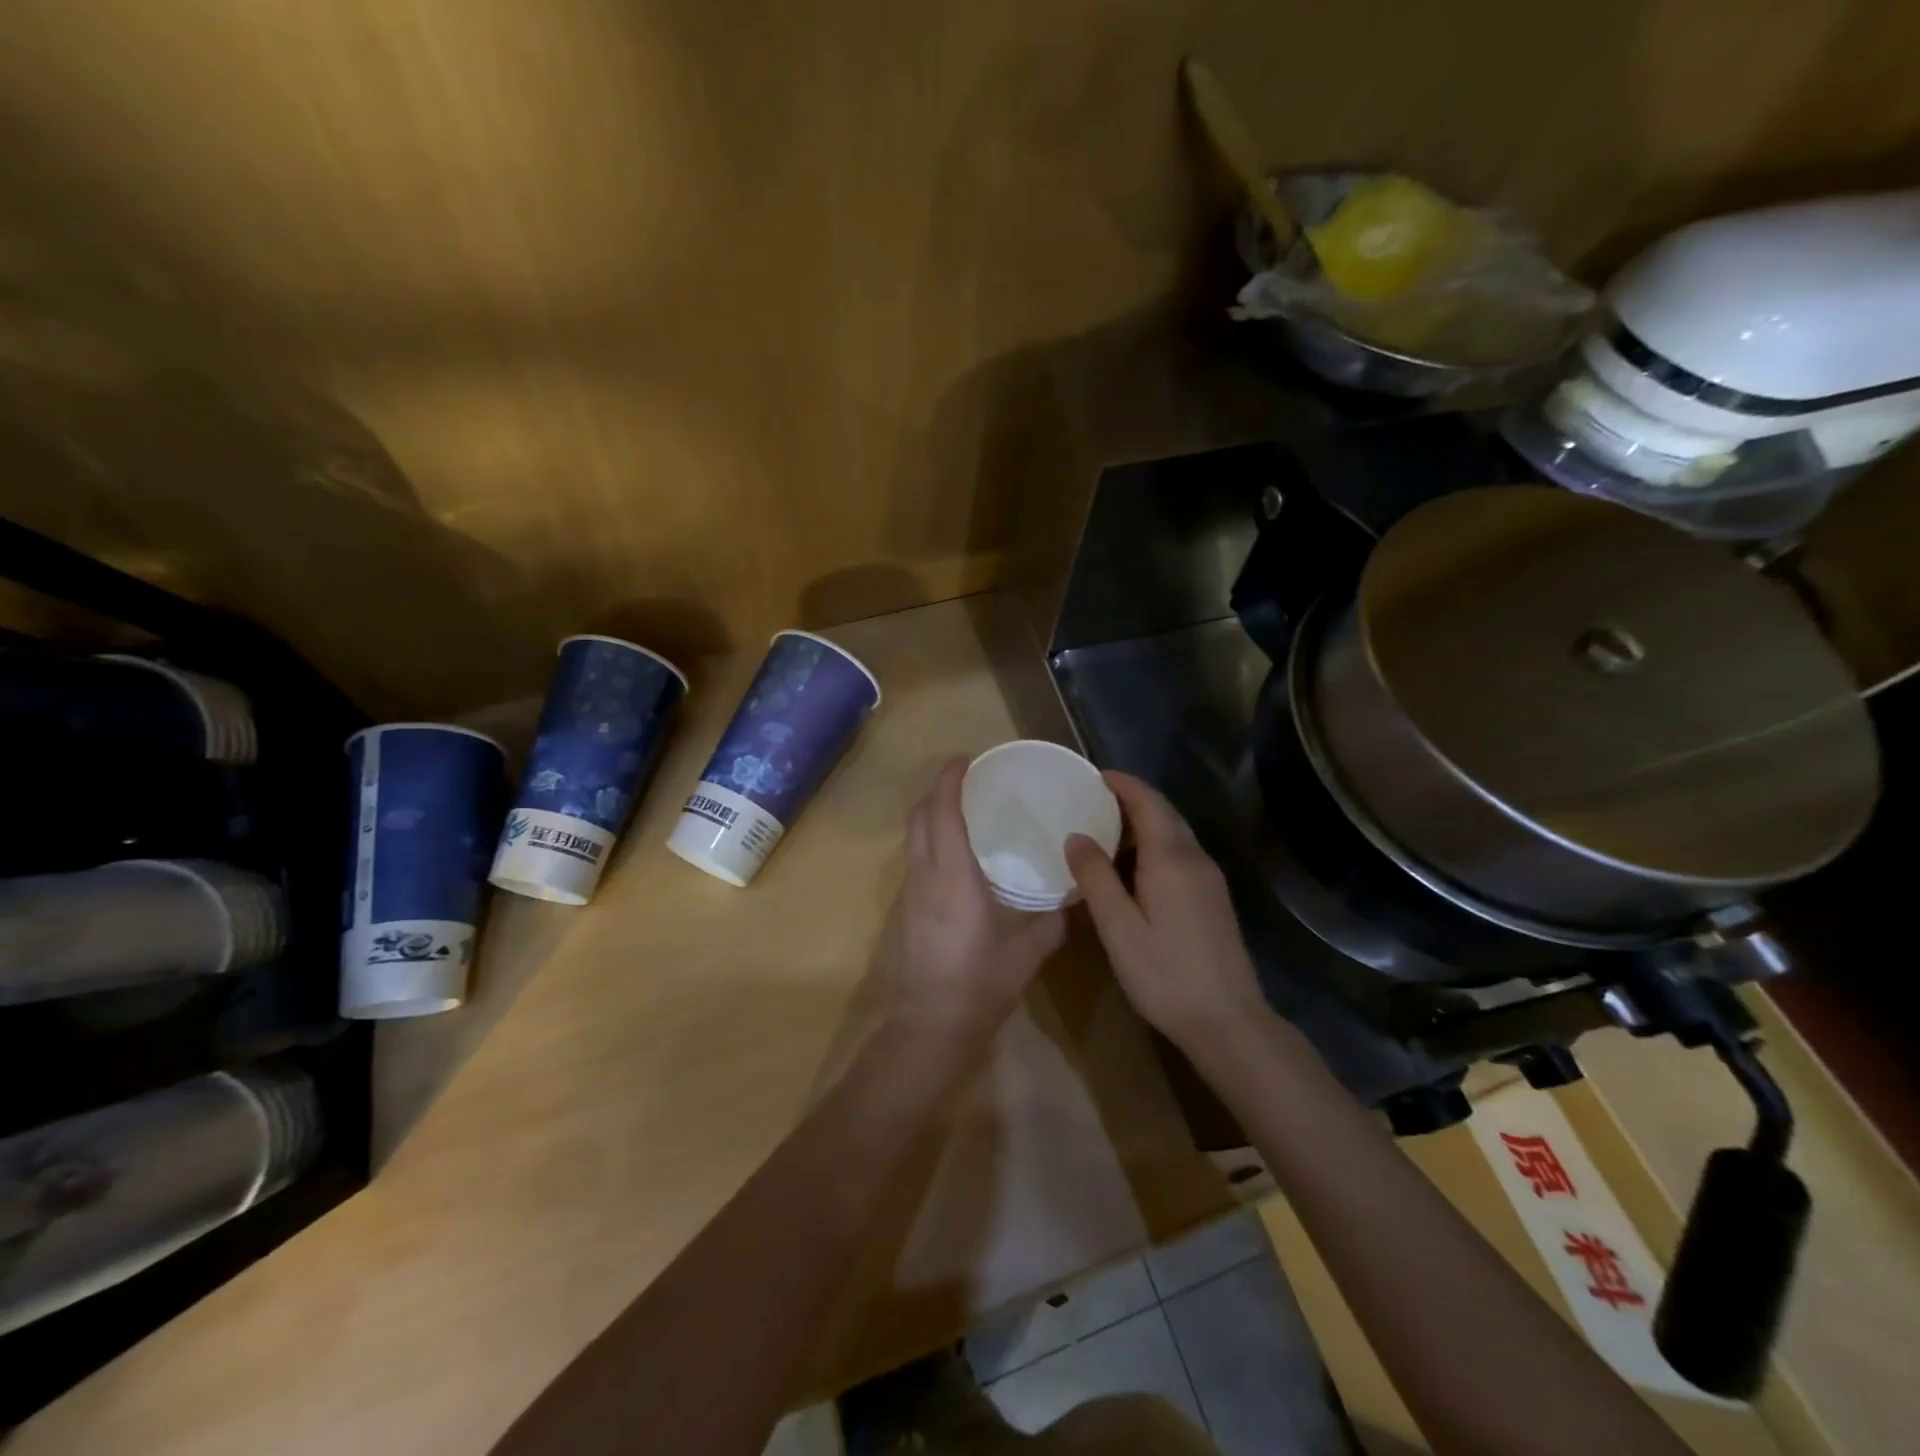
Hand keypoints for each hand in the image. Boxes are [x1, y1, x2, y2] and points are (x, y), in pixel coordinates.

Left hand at [885, 757, 1064, 1048]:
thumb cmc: (981, 983)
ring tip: (964, 809)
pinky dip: (930, 839)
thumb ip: (1055, 918)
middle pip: (920, 817)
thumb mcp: (1029, 950)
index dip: (950, 779)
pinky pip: (915, 858)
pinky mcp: (906, 910)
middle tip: (968, 779)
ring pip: (913, 837)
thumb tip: (1078, 893)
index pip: (943, 812)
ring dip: (931, 814)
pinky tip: (956, 853)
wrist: (930, 1027)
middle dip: (937, 790)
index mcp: (953, 876)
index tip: (966, 758)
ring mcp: (910, 892)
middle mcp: (924, 875)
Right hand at [1065, 772, 1268, 1052]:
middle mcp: (1195, 859)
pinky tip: (1133, 867)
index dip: (1123, 784)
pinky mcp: (1213, 899)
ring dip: (1143, 823)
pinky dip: (1155, 845)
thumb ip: (1096, 878)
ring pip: (1175, 834)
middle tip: (1092, 800)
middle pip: (1164, 814)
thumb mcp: (1118, 928)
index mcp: (1171, 859)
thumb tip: (1075, 836)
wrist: (1228, 1021)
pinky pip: (1181, 855)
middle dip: (1131, 800)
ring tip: (1105, 829)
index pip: (1148, 802)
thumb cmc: (1165, 974)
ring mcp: (1209, 880)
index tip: (1093, 776)